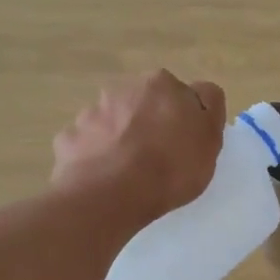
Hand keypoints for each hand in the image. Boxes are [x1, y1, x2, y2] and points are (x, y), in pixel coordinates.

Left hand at [51, 70, 226, 228]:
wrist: (111, 194)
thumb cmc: (170, 168)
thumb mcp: (210, 140)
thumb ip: (208, 111)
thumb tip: (200, 96)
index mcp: (161, 84)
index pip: (183, 93)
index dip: (186, 118)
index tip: (187, 142)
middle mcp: (124, 88)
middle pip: (144, 103)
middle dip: (150, 122)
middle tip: (159, 157)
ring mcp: (91, 112)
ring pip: (113, 121)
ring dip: (121, 137)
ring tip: (128, 172)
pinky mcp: (70, 137)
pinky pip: (88, 144)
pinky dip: (96, 156)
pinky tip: (104, 178)